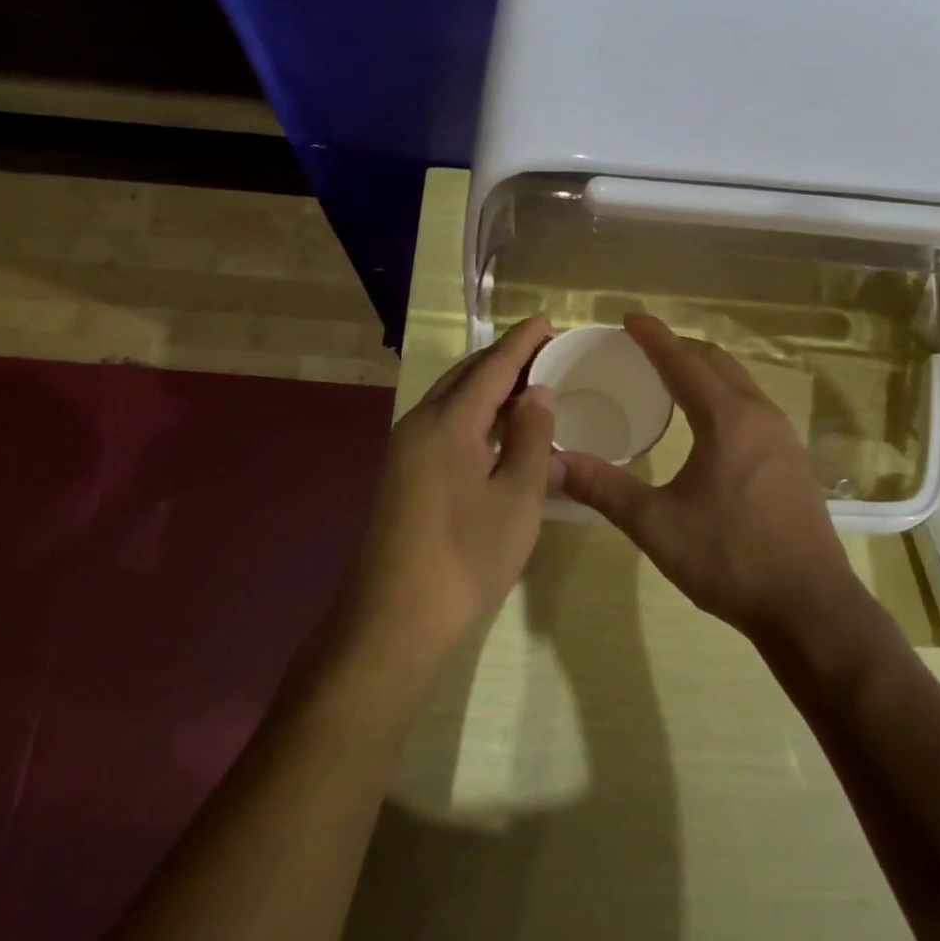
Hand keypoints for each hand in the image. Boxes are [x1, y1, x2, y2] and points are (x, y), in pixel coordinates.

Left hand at [348, 316, 557, 656]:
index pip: (492, 367)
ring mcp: (403, 450)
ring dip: (487, 386)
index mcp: (449, 423)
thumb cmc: (466, 557)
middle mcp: (419, 424)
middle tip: (543, 351)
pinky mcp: (399, 475)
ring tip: (525, 385)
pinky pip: (441, 424)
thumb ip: (532, 439)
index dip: (523, 342)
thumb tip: (537, 393)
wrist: (392, 620)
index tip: (547, 320)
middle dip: (504, 359)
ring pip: (450, 400)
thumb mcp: (517, 498)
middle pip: (466, 376)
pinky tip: (494, 431)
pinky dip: (472, 414)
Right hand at [556, 314, 860, 641]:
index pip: (682, 361)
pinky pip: (754, 407)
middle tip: (645, 347)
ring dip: (707, 371)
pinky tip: (711, 424)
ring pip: (741, 384)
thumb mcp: (655, 524)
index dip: (653, 337)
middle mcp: (760, 414)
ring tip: (674, 377)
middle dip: (680, 348)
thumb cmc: (728, 558)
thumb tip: (553, 462)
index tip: (629, 318)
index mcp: (726, 418)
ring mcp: (784, 437)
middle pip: (717, 362)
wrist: (808, 605)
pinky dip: (726, 396)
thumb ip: (603, 488)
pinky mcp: (794, 460)